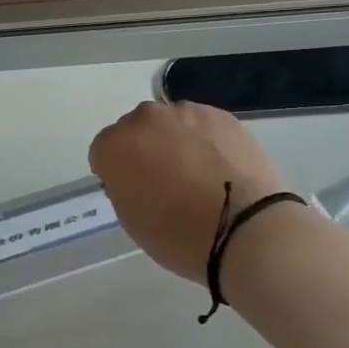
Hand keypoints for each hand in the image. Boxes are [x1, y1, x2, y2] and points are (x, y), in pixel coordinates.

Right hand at [89, 101, 291, 280]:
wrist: (245, 229)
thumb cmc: (178, 235)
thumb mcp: (132, 220)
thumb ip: (124, 185)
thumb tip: (137, 174)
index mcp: (115, 145)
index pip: (103, 151)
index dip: (116, 172)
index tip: (133, 191)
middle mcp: (145, 119)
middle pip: (136, 129)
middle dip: (145, 149)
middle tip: (165, 181)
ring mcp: (186, 112)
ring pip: (171, 123)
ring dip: (176, 141)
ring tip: (199, 174)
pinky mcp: (221, 115)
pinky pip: (202, 125)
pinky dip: (206, 140)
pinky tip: (221, 168)